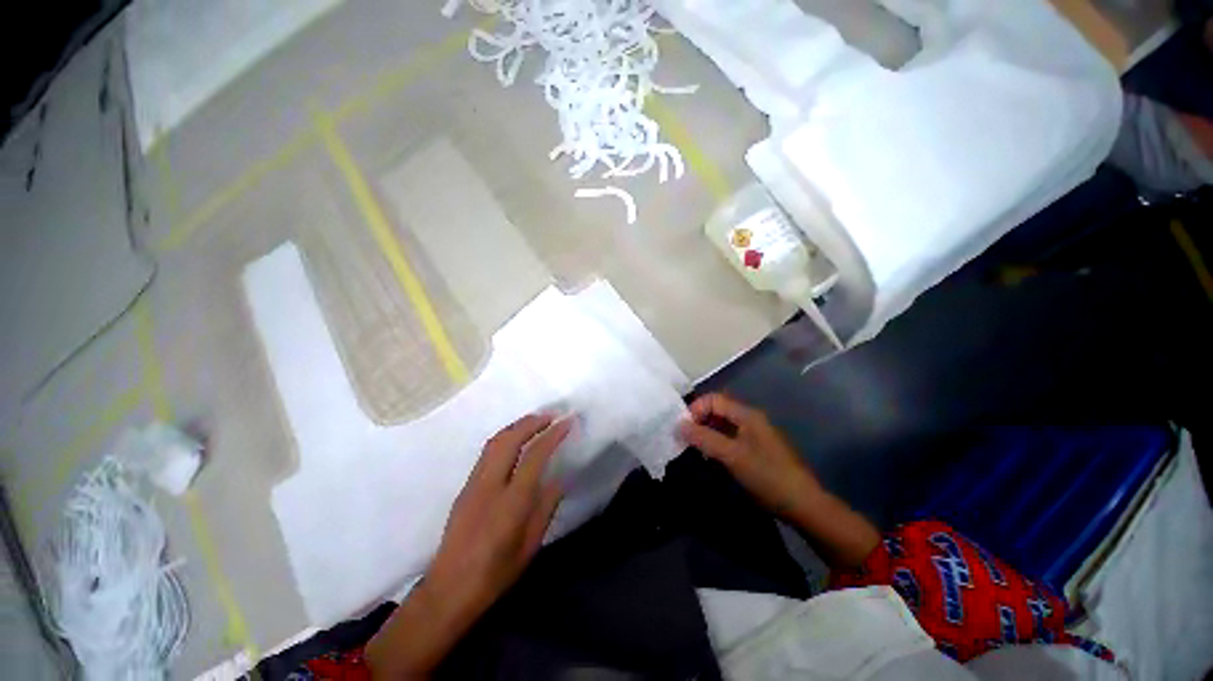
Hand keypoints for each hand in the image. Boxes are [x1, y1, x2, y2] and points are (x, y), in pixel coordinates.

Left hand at [367, 414, 569, 677]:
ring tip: (535, 421)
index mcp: (511, 502)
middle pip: (510, 439)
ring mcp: (474, 483)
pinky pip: (487, 452)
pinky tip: (515, 440)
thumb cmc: (495, 574)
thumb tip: (559, 479)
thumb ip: (546, 507)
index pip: (535, 456)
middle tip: (551, 416)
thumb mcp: (530, 545)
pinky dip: (505, 437)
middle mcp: (490, 485)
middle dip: (532, 422)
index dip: (553, 435)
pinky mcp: (465, 487)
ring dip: (517, 426)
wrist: (448, 590)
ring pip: (495, 441)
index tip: (567, 422)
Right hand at [678, 393, 821, 518]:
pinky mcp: (756, 449)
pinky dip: (716, 442)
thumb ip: (704, 438)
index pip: (714, 399)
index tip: (683, 429)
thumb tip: (679, 425)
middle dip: (699, 420)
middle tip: (685, 439)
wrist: (803, 504)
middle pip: (718, 410)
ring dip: (706, 432)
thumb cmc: (767, 476)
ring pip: (723, 425)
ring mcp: (754, 434)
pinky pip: (730, 438)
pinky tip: (710, 456)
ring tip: (694, 448)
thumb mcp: (732, 456)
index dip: (696, 409)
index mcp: (747, 415)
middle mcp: (750, 419)